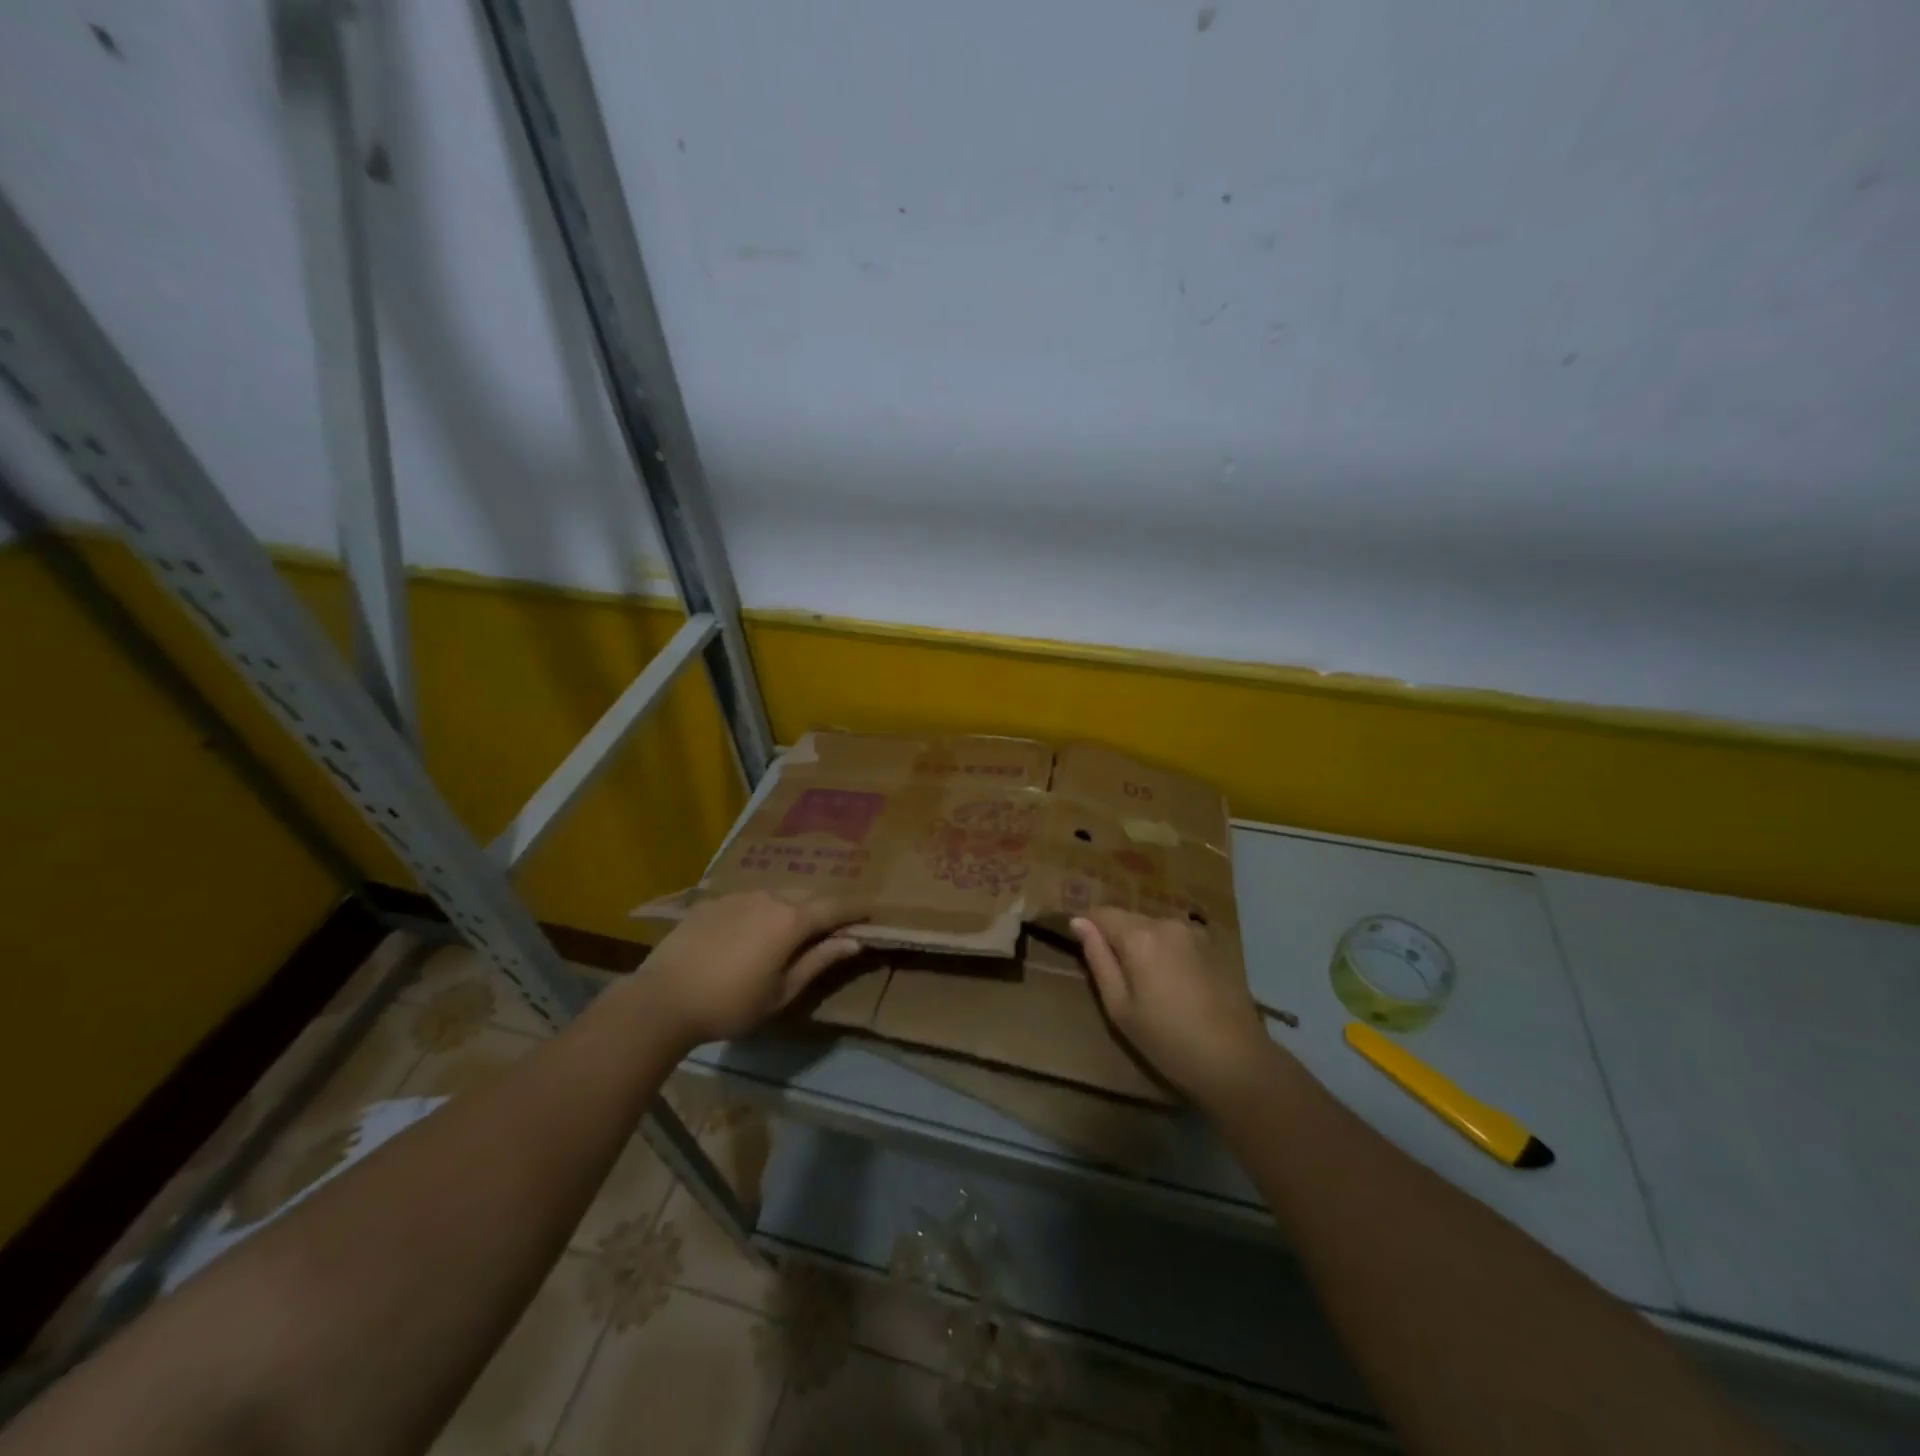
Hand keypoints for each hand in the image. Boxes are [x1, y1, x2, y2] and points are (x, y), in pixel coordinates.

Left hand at [636, 891, 869, 1047]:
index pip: (834, 908)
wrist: (663, 998)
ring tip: (791, 928)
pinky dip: (761, 910)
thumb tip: (854, 942)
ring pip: (776, 895)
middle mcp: (769, 898)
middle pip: (806, 896)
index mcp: (791, 920)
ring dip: (791, 907)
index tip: (870, 913)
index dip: (855, 910)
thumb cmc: (730, 1004)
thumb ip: (819, 962)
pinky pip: (748, 900)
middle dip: (823, 908)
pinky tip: (751, 931)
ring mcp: (738, 896)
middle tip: (831, 926)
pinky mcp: (712, 901)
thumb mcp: (782, 992)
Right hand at [1072, 908, 1276, 1112]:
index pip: (1101, 913)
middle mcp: (1167, 924)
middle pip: (1129, 919)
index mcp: (1139, 937)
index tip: (1079, 946)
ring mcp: (1194, 932)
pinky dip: (1167, 951)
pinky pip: (1177, 938)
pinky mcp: (1215, 945)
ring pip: (1154, 928)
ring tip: (1145, 981)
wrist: (1237, 1062)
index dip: (1086, 926)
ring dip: (1143, 944)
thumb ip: (1098, 959)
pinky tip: (1174, 982)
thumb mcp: (1120, 1007)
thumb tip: (1079, 923)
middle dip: (1115, 937)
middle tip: (1114, 974)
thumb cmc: (1168, 1041)